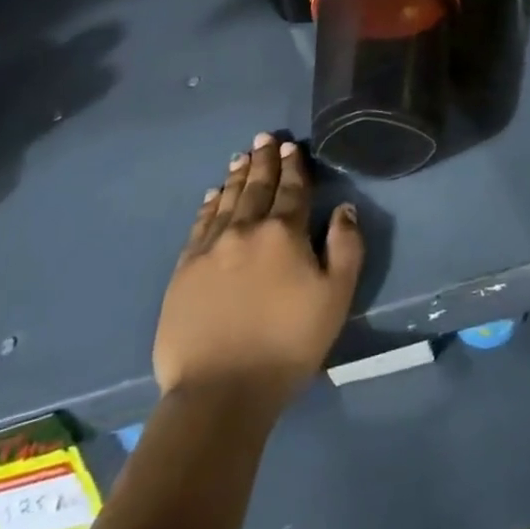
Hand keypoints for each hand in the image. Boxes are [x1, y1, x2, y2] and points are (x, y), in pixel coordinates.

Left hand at [153, 133, 363, 410]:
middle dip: (264, 160)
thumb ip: (346, 247)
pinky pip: (199, 225)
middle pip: (257, 187)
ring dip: (237, 176)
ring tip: (242, 156)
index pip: (293, 189)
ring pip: (227, 201)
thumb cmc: (288, 344)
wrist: (221, 391)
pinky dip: (209, 205)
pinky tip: (213, 195)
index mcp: (285, 233)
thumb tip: (344, 209)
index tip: (292, 146)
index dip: (294, 166)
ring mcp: (210, 249)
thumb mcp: (336, 296)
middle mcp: (246, 230)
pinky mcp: (184, 271)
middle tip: (265, 137)